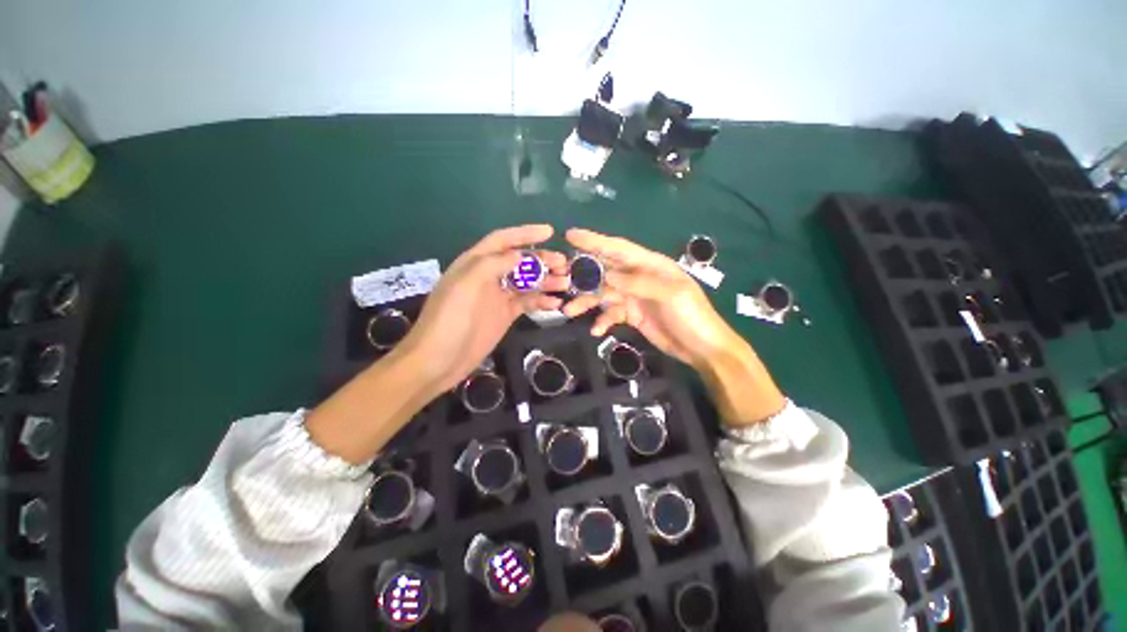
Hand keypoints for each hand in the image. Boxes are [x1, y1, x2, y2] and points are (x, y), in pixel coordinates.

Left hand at [401, 225, 567, 393]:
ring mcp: (498, 297)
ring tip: (566, 283)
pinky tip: (556, 304)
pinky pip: (527, 303)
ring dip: (546, 281)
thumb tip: (521, 255)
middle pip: (519, 261)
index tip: (550, 232)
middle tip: (564, 264)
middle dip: (541, 260)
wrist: (439, 360)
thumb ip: (493, 264)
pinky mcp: (505, 315)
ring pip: (527, 282)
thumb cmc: (449, 319)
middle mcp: (488, 276)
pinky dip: (542, 301)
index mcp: (475, 263)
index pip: (502, 240)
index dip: (525, 234)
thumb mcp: (466, 285)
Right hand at [561, 228, 736, 368]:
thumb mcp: (670, 294)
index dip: (594, 241)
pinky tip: (596, 331)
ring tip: (569, 311)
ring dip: (586, 302)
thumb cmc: (692, 316)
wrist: (703, 349)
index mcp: (650, 265)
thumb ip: (638, 283)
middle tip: (560, 278)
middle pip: (606, 271)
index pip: (618, 248)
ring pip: (604, 294)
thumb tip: (608, 277)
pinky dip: (602, 321)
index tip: (570, 235)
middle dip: (583, 274)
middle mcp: (638, 277)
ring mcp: (634, 297)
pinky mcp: (632, 315)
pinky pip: (611, 314)